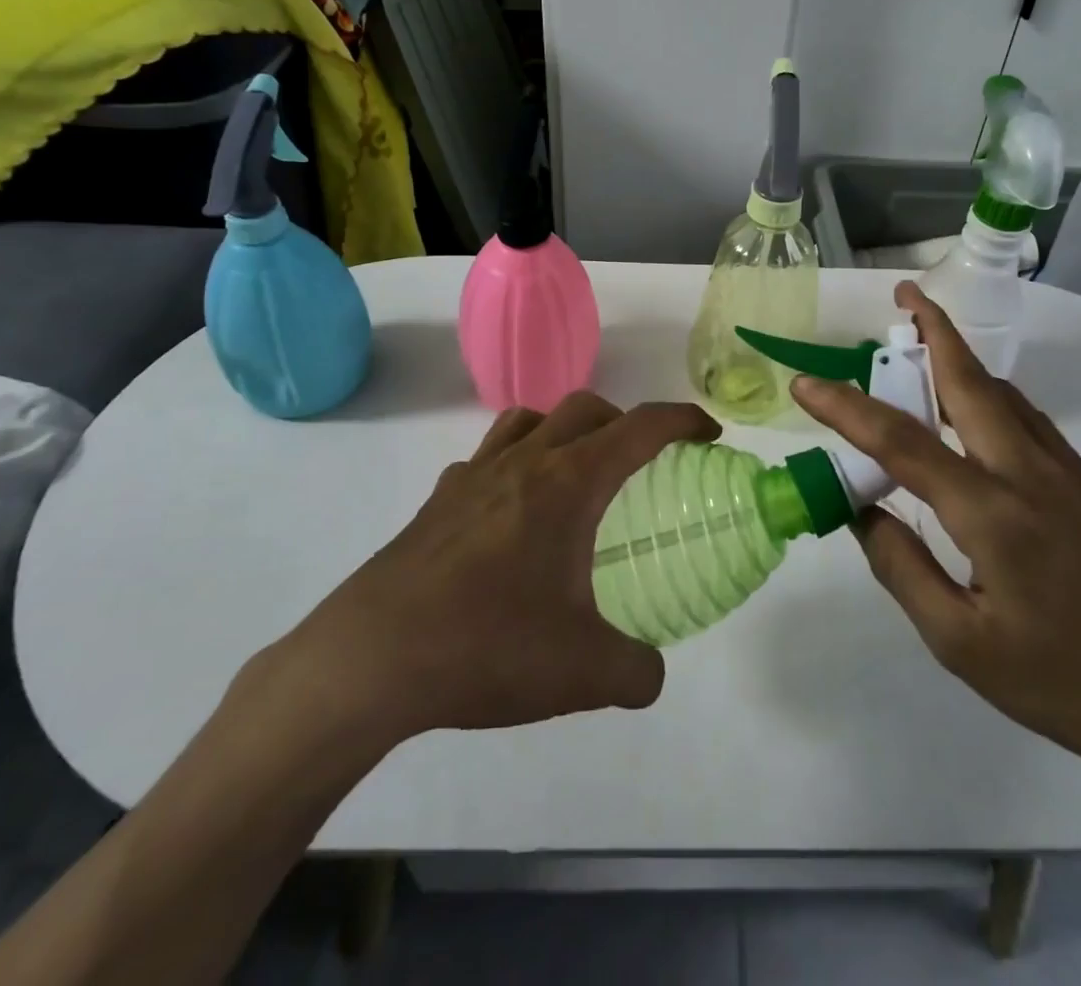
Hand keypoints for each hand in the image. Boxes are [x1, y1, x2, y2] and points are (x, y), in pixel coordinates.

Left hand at [267, 393, 718, 748]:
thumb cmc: (487, 645)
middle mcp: (524, 462)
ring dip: (565, 430)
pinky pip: (487, 458)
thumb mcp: (583, 672)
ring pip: (530, 420)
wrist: (373, 659)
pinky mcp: (438, 501)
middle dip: (625, 421)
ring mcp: (474, 476)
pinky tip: (512, 514)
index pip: (639, 427)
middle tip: (643, 460)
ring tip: (577, 474)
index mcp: (567, 483)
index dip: (681, 421)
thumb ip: (636, 671)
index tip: (707, 433)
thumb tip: (651, 674)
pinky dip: (514, 464)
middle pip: (585, 408)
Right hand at [792, 281, 1080, 783]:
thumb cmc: (1063, 684)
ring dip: (961, 359)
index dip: (846, 408)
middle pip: (970, 383)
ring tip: (925, 342)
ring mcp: (1068, 475)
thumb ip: (901, 567)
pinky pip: (1028, 420)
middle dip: (934, 330)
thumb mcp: (960, 643)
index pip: (901, 441)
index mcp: (992, 512)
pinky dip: (990, 394)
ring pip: (1004, 396)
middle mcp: (1030, 474)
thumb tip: (861, 509)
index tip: (804, 385)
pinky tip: (974, 412)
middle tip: (903, 295)